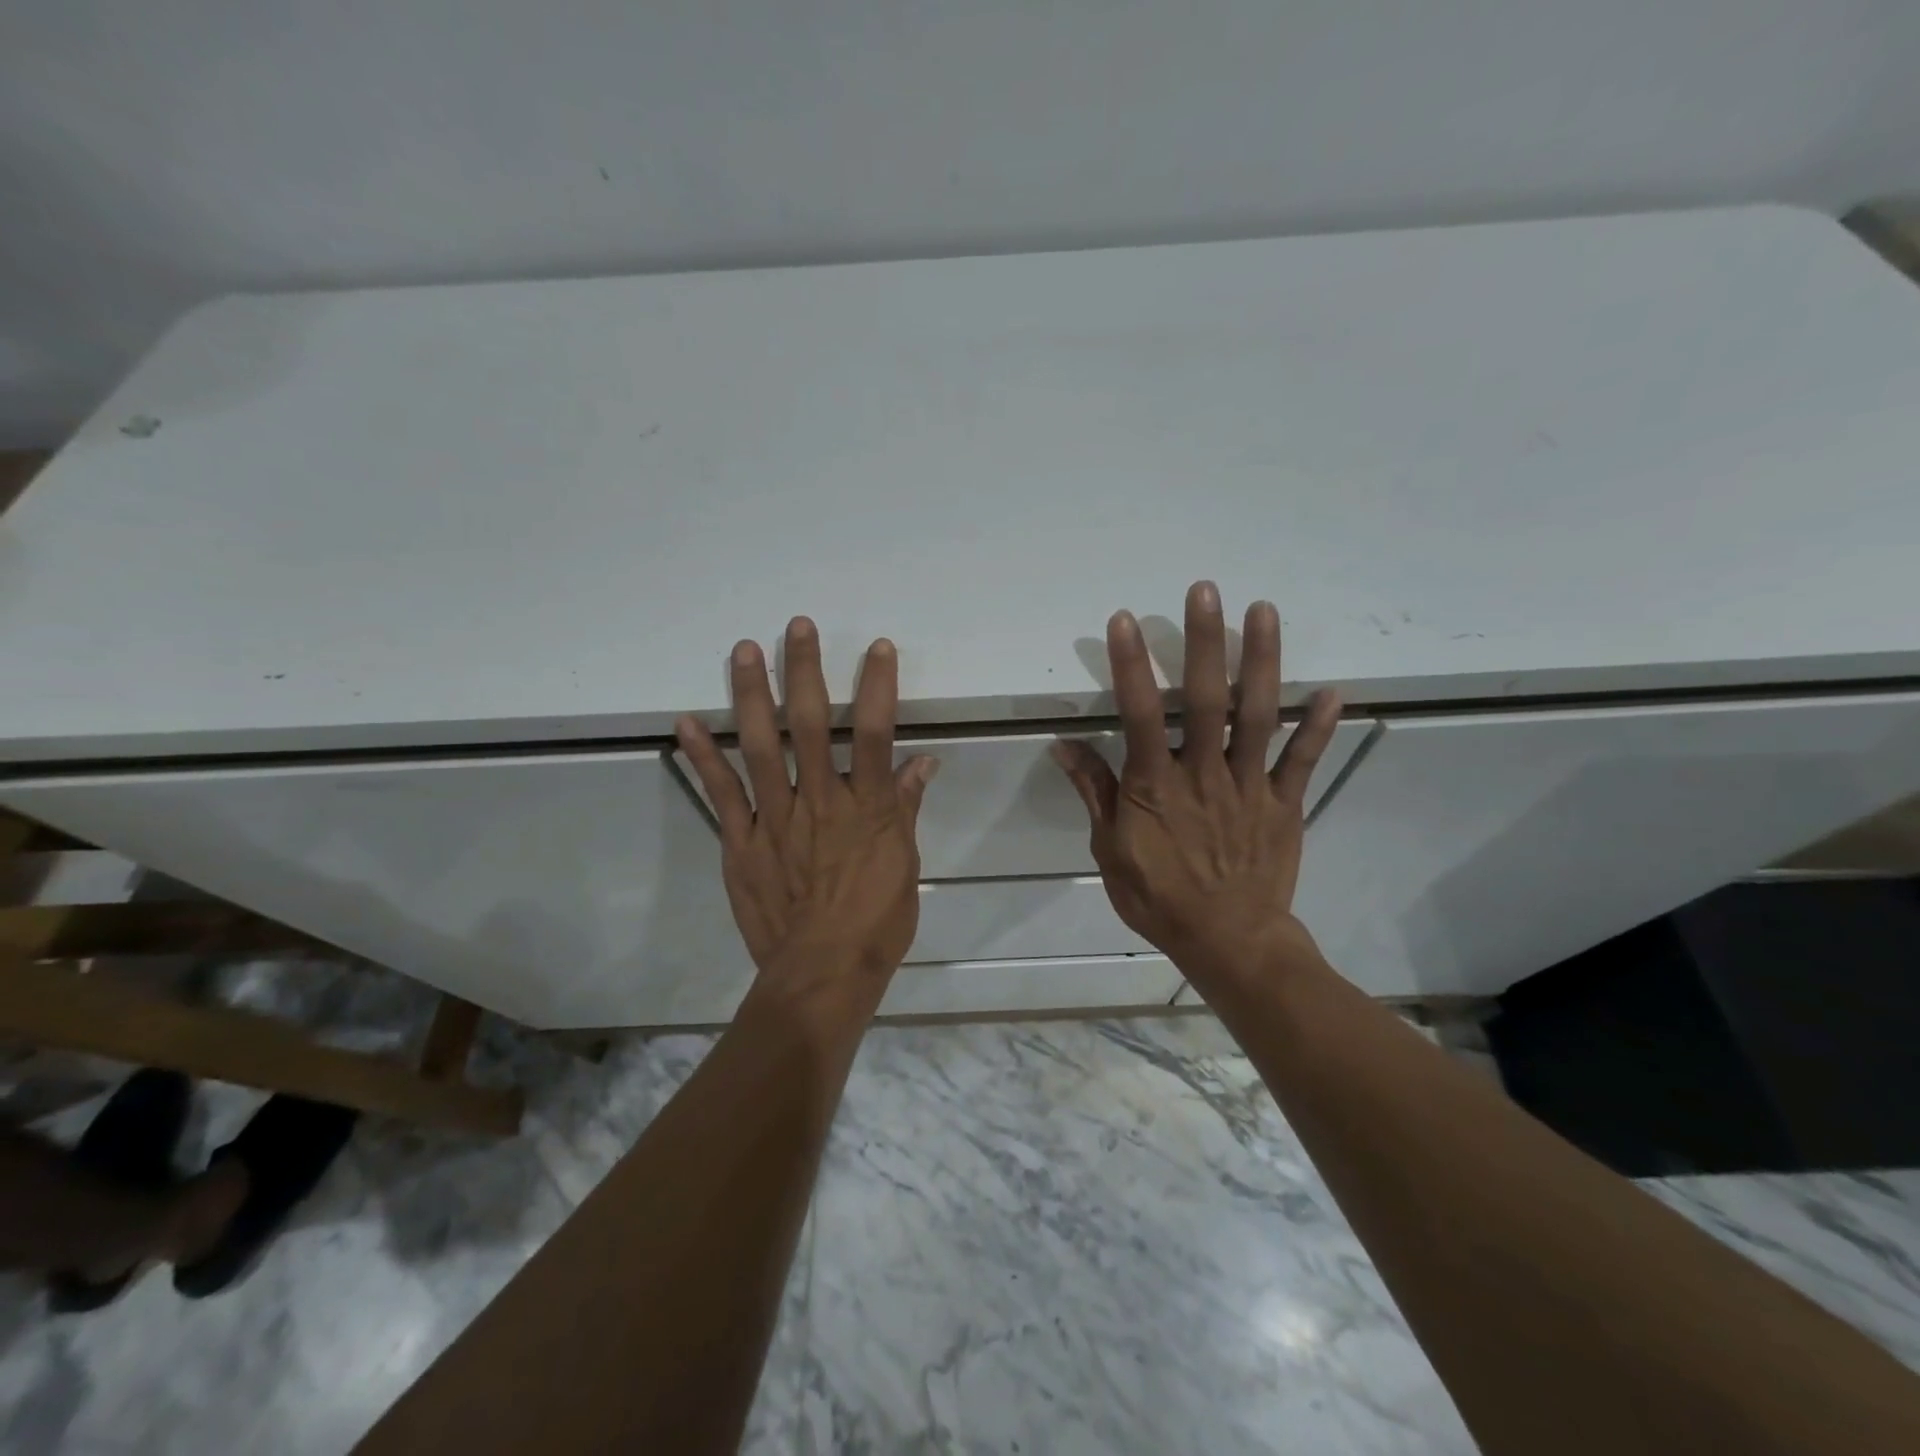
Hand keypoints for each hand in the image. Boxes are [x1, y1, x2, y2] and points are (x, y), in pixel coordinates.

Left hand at [676, 618, 938, 997]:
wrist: (822, 974)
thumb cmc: (875, 923)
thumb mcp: (905, 865)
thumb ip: (907, 809)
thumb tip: (925, 763)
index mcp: (868, 808)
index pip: (876, 733)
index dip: (877, 686)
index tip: (876, 647)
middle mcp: (822, 800)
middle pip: (813, 725)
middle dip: (805, 671)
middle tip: (796, 626)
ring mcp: (777, 818)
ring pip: (763, 746)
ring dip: (752, 695)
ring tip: (744, 651)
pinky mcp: (742, 842)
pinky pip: (721, 793)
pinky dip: (703, 757)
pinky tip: (687, 721)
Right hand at [1052, 581, 1340, 993]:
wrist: (1227, 942)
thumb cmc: (1159, 897)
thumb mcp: (1111, 849)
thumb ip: (1095, 792)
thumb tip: (1063, 745)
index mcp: (1156, 786)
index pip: (1141, 715)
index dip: (1131, 666)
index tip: (1124, 621)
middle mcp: (1204, 774)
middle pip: (1206, 700)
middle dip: (1205, 642)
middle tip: (1205, 590)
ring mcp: (1250, 785)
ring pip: (1258, 715)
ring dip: (1262, 662)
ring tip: (1264, 611)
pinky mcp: (1284, 803)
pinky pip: (1303, 760)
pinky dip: (1317, 726)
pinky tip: (1332, 690)